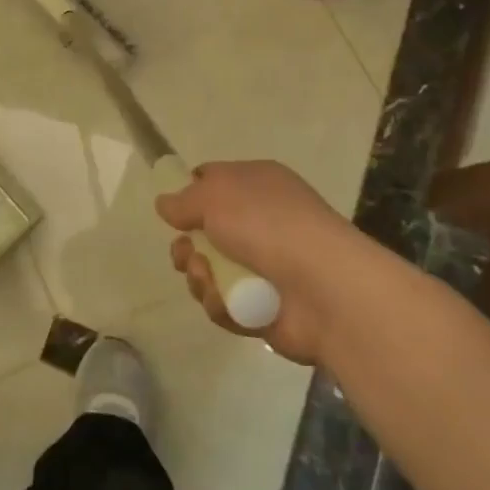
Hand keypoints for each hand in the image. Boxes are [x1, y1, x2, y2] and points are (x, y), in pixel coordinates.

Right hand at [156, 159, 369, 365]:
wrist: (324, 288)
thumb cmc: (268, 225)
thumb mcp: (215, 196)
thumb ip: (183, 200)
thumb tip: (164, 204)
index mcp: (258, 185)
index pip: (214, 182)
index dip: (190, 194)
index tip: (173, 212)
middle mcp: (262, 222)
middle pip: (205, 233)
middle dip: (186, 246)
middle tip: (185, 253)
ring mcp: (265, 267)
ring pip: (210, 271)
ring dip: (199, 275)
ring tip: (208, 278)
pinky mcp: (264, 308)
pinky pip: (225, 303)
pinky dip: (219, 302)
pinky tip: (226, 301)